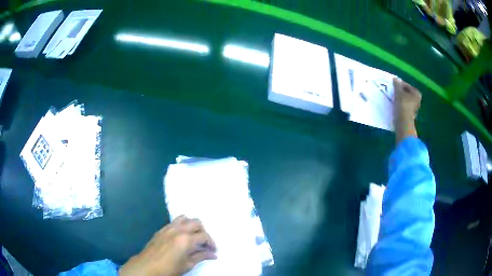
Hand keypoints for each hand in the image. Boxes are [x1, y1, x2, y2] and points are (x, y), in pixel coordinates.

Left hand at [119, 216, 216, 275]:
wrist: (147, 266)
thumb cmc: (169, 268)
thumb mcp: (187, 264)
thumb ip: (201, 257)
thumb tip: (213, 255)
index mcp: (186, 239)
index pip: (204, 236)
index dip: (211, 243)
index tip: (213, 251)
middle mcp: (178, 229)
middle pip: (196, 222)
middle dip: (203, 232)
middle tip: (204, 244)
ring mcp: (168, 228)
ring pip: (184, 218)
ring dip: (192, 225)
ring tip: (193, 237)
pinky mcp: (161, 229)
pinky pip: (174, 222)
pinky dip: (181, 226)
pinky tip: (181, 237)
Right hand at [393, 78, 420, 143]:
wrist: (403, 123)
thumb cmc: (403, 106)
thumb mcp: (398, 93)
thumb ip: (397, 85)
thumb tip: (395, 79)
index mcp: (416, 93)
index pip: (406, 85)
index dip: (399, 85)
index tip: (392, 86)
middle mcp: (417, 100)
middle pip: (407, 93)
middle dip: (400, 92)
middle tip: (393, 92)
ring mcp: (414, 108)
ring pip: (405, 100)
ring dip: (400, 99)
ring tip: (393, 98)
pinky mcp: (410, 115)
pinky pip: (405, 107)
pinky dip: (400, 105)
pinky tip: (395, 106)